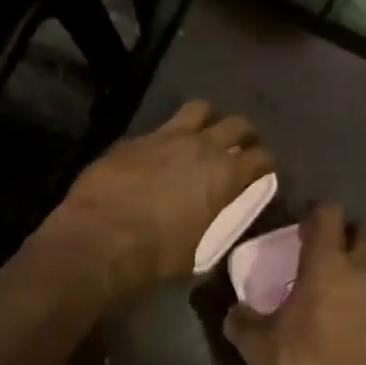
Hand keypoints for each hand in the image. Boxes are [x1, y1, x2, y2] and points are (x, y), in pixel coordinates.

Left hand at [44, 100, 273, 298]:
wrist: (100, 238)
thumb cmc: (156, 255)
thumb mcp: (198, 252)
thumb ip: (212, 228)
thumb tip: (209, 226)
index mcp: (226, 175)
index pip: (262, 157)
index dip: (265, 164)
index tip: (262, 172)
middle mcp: (202, 147)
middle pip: (237, 123)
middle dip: (243, 134)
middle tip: (238, 148)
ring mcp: (166, 136)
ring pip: (199, 109)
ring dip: (206, 121)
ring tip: (201, 136)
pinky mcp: (134, 138)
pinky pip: (159, 128)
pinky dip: (166, 138)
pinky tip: (157, 155)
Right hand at [223, 204, 365, 364]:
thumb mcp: (258, 347)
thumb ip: (242, 321)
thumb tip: (234, 311)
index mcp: (327, 264)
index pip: (328, 214)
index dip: (315, 216)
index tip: (303, 232)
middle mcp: (365, 269)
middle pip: (362, 234)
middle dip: (345, 240)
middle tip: (326, 261)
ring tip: (348, 291)